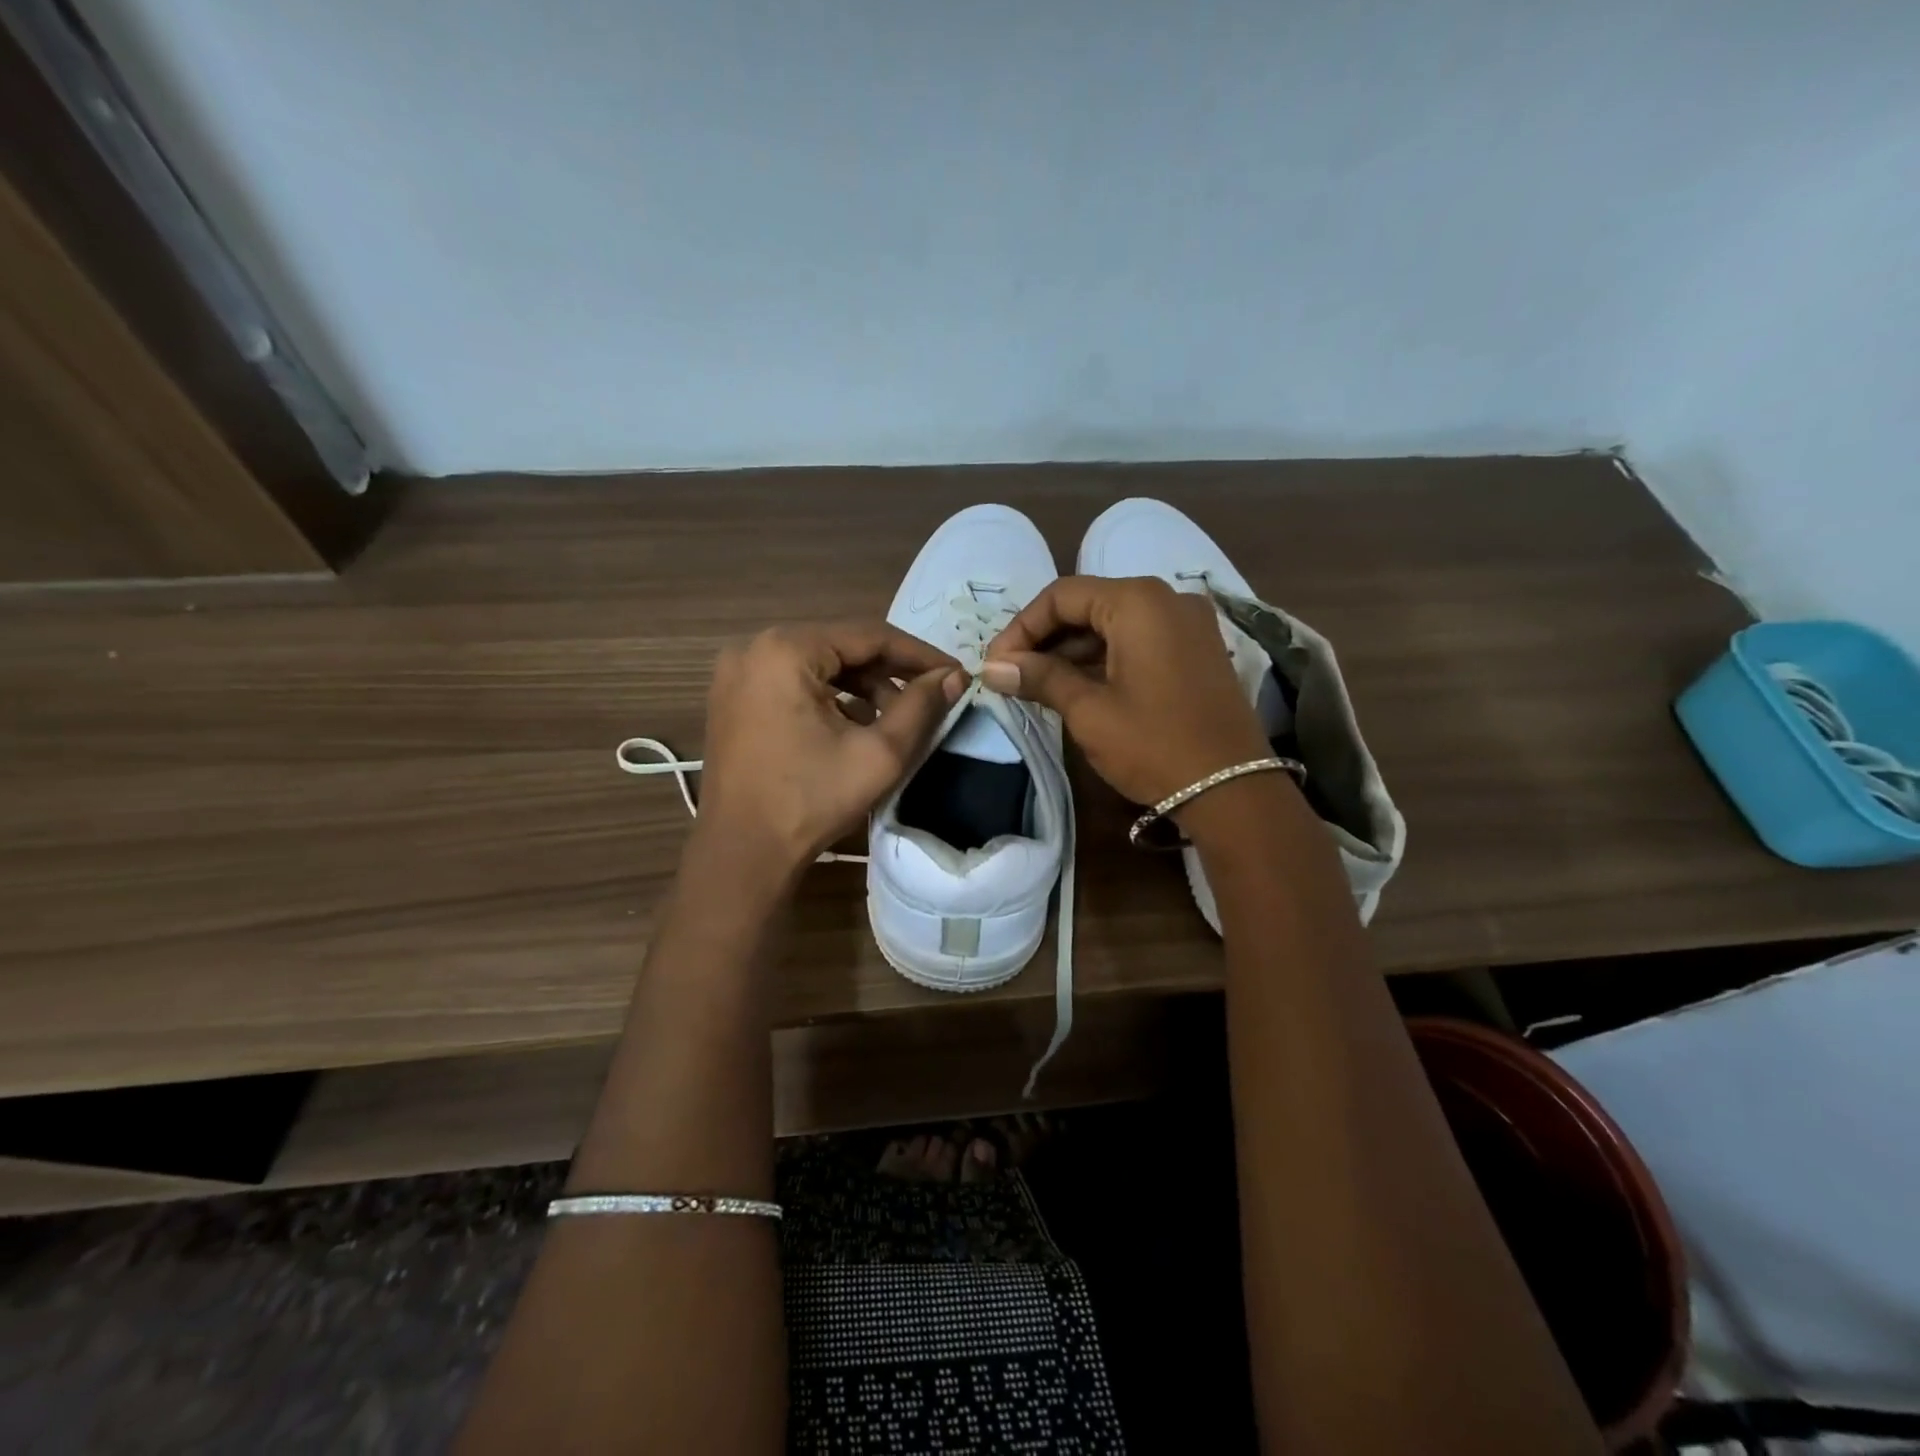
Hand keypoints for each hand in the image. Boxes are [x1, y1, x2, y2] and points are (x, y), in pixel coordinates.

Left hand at [696, 622, 965, 879]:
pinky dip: (830, 698)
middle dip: (889, 673)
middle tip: (929, 698)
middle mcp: (755, 648)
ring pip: (819, 666)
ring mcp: (737, 674)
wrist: (741, 854)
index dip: (919, 654)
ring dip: (861, 687)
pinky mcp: (732, 699)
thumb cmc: (810, 800)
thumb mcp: (879, 753)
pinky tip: (855, 727)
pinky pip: (794, 683)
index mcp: (786, 650)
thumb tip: (955, 676)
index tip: (954, 672)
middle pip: (841, 647)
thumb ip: (922, 707)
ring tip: (895, 719)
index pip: (869, 635)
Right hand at [981, 576, 1269, 807]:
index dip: (1021, 628)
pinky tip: (1078, 686)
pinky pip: (1140, 640)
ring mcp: (1189, 623)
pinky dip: (1105, 657)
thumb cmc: (1153, 745)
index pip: (1062, 596)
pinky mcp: (1198, 650)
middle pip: (1089, 604)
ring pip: (1114, 623)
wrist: (1233, 790)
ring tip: (1037, 685)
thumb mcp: (1089, 711)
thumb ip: (1040, 678)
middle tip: (1012, 674)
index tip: (996, 664)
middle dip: (1045, 639)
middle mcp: (1166, 599)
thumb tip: (991, 667)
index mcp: (1138, 601)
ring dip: (1073, 650)